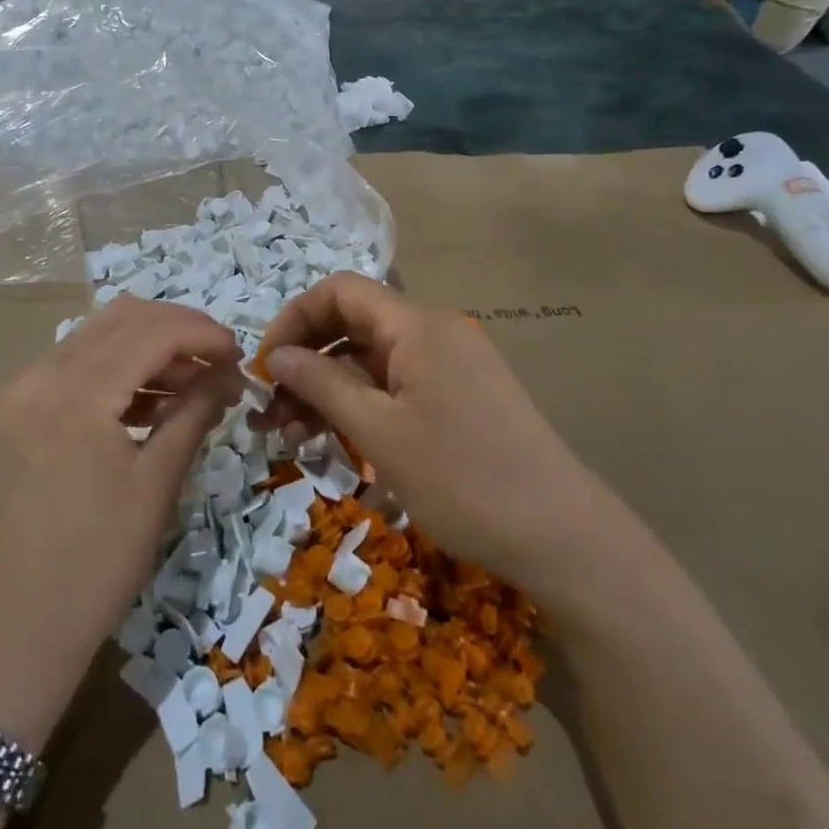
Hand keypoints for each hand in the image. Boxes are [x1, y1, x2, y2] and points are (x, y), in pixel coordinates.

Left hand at [0, 297, 242, 656]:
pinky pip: (78, 366)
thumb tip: (226, 375)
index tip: (241, 356)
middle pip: (123, 319)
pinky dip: (121, 370)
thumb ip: (192, 413)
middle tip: (221, 363)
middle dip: (179, 331)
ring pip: (99, 337)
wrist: (10, 632)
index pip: (152, 331)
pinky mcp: (18, 411)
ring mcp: (22, 390)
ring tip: (196, 384)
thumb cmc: (94, 564)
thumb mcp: (155, 485)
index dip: (204, 334)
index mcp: (75, 391)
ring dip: (151, 348)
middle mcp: (41, 374)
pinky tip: (154, 400)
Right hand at [257, 272, 587, 585]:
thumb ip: (321, 384)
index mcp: (417, 325)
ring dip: (329, 391)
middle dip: (306, 362)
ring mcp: (452, 364)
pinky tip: (338, 445)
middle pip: (353, 325)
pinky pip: (397, 385)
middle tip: (271, 414)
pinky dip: (363, 406)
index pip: (339, 291)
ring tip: (295, 439)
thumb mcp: (379, 432)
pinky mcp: (461, 396)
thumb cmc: (463, 479)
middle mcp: (435, 332)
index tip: (265, 367)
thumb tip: (275, 356)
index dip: (294, 320)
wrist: (563, 538)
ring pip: (372, 360)